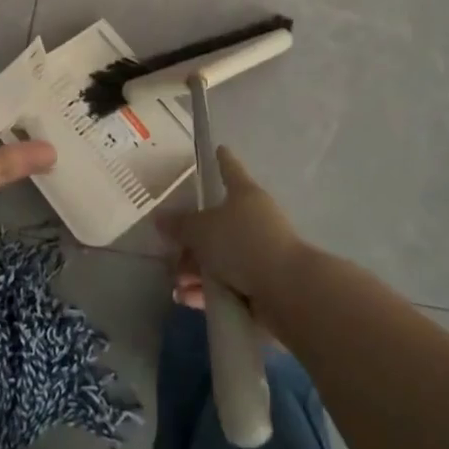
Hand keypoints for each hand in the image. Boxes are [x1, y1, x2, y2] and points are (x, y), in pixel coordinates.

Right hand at [160, 146, 305, 314]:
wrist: (287, 291)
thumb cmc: (243, 244)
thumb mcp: (202, 231)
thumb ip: (180, 225)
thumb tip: (161, 218)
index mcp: (244, 194)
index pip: (230, 169)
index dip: (222, 159)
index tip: (219, 148)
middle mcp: (254, 219)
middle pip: (217, 222)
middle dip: (191, 241)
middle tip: (171, 253)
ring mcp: (260, 252)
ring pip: (220, 256)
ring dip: (196, 271)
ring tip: (178, 285)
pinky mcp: (262, 283)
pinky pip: (228, 283)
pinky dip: (208, 290)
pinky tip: (188, 300)